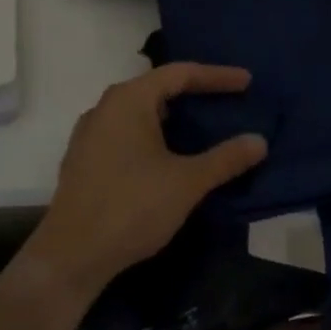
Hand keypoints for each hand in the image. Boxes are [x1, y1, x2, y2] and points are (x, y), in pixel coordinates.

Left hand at [27, 63, 266, 299]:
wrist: (71, 256)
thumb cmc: (131, 207)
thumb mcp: (187, 182)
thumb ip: (225, 159)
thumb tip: (259, 141)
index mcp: (130, 99)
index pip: (180, 74)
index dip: (216, 76)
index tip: (247, 82)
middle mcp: (106, 106)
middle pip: (158, 87)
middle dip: (193, 92)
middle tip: (225, 100)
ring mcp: (90, 132)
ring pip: (139, 111)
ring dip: (171, 115)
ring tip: (199, 125)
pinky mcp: (83, 157)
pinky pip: (125, 131)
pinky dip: (151, 134)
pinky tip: (165, 154)